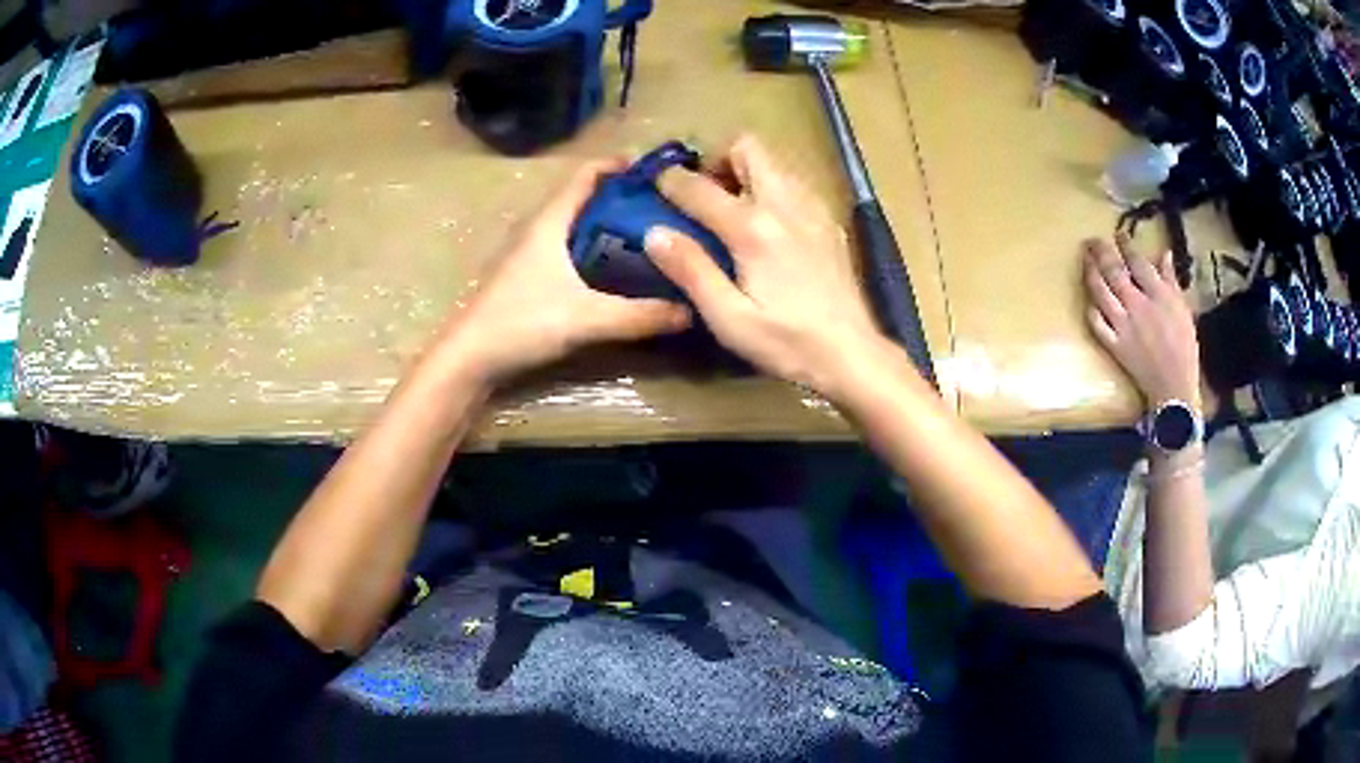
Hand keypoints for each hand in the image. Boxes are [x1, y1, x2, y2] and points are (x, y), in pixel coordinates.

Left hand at [444, 160, 691, 385]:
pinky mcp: (526, 276)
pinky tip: (615, 269)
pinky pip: (567, 247)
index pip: (585, 175)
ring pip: (574, 224)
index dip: (619, 165)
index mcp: (549, 221)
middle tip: (664, 206)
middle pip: (583, 196)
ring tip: (648, 233)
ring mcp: (528, 252)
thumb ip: (639, 315)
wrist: (468, 358)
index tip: (658, 169)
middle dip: (622, 195)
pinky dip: (594, 247)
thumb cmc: (520, 323)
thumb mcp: (585, 318)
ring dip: (607, 222)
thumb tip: (690, 310)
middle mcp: (538, 228)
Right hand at [645, 135, 885, 399]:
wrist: (852, 353)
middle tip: (705, 191)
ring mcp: (812, 209)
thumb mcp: (728, 317)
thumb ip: (691, 270)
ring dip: (747, 171)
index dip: (671, 180)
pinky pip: (795, 185)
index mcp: (753, 228)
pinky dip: (773, 189)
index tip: (655, 182)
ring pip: (774, 163)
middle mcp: (784, 205)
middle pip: (748, 148)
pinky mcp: (829, 222)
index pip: (700, 188)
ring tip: (732, 208)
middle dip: (718, 159)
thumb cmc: (787, 342)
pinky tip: (769, 226)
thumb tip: (654, 233)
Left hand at [1083, 234, 1200, 410]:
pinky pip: (1096, 323)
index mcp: (1158, 296)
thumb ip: (1171, 281)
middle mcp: (1138, 306)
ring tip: (1085, 259)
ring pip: (1101, 293)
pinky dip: (1091, 307)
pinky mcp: (1114, 345)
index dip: (1125, 245)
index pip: (1137, 263)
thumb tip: (1164, 253)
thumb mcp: (1183, 310)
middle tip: (1092, 240)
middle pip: (1114, 272)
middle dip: (1101, 252)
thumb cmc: (1184, 348)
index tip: (1117, 233)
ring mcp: (1123, 326)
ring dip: (1090, 272)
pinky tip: (1088, 297)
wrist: (1174, 388)